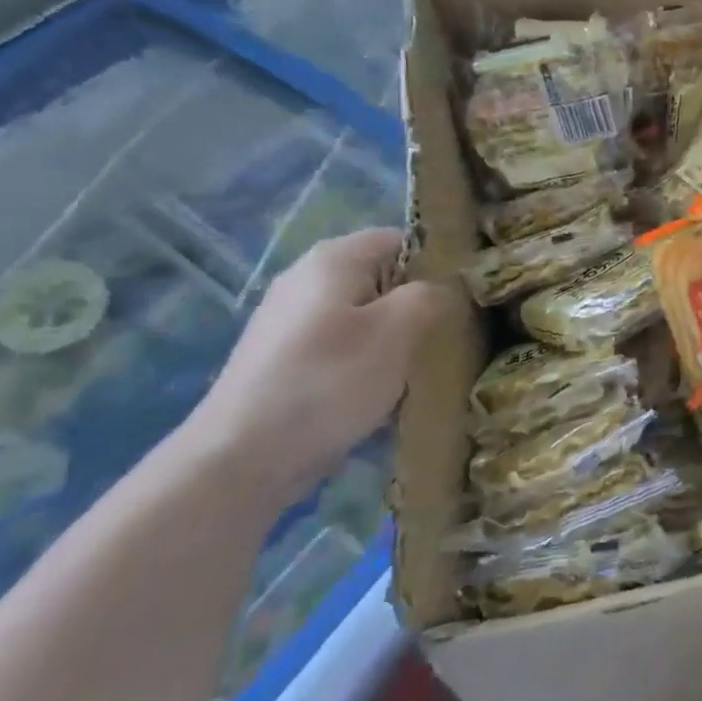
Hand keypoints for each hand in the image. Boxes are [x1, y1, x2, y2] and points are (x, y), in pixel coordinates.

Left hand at [187, 230, 448, 507]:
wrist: (239, 461)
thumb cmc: (328, 382)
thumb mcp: (398, 330)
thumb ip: (430, 296)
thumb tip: (440, 292)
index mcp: (334, 259)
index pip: (403, 239)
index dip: (438, 264)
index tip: (462, 300)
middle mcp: (307, 279)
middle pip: (383, 280)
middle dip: (416, 308)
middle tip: (444, 340)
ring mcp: (290, 322)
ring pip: (365, 318)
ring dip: (393, 342)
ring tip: (415, 373)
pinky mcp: (282, 361)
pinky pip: (341, 350)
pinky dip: (364, 367)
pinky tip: (377, 399)